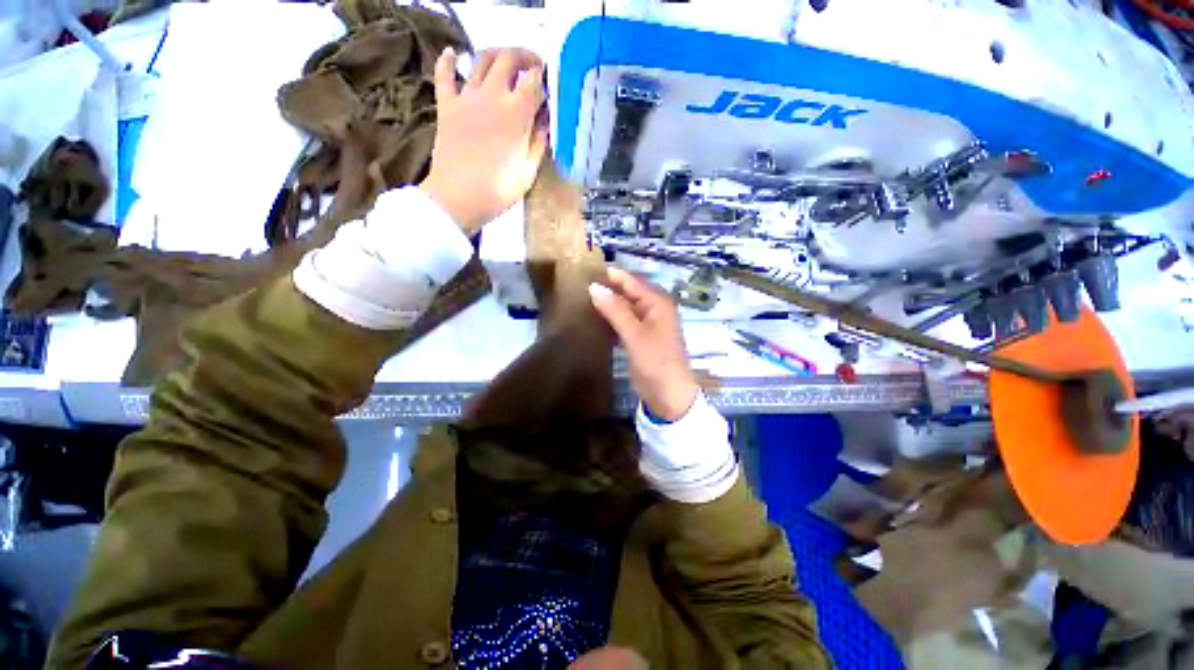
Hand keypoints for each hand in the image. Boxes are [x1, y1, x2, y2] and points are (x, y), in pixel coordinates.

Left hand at [419, 47, 548, 233]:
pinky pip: (445, 74)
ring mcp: (466, 98)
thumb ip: (539, 141)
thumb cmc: (498, 190)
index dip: (545, 79)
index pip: (535, 82)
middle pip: (509, 58)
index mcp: (516, 114)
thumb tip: (546, 120)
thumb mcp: (528, 171)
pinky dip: (449, 60)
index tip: (551, 84)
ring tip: (506, 63)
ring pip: (481, 58)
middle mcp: (492, 96)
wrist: (457, 198)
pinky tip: (453, 54)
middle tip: (534, 67)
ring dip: (497, 54)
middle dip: (525, 57)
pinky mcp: (447, 105)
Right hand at [588, 268, 698, 421]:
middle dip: (609, 288)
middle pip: (629, 292)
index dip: (611, 275)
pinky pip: (624, 322)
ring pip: (625, 307)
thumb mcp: (634, 334)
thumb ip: (615, 310)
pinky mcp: (640, 338)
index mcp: (657, 303)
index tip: (587, 268)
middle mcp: (654, 309)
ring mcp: (647, 324)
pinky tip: (595, 318)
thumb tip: (594, 286)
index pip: (632, 281)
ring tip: (584, 298)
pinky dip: (611, 319)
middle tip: (581, 284)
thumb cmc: (655, 361)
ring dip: (609, 303)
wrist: (668, 394)